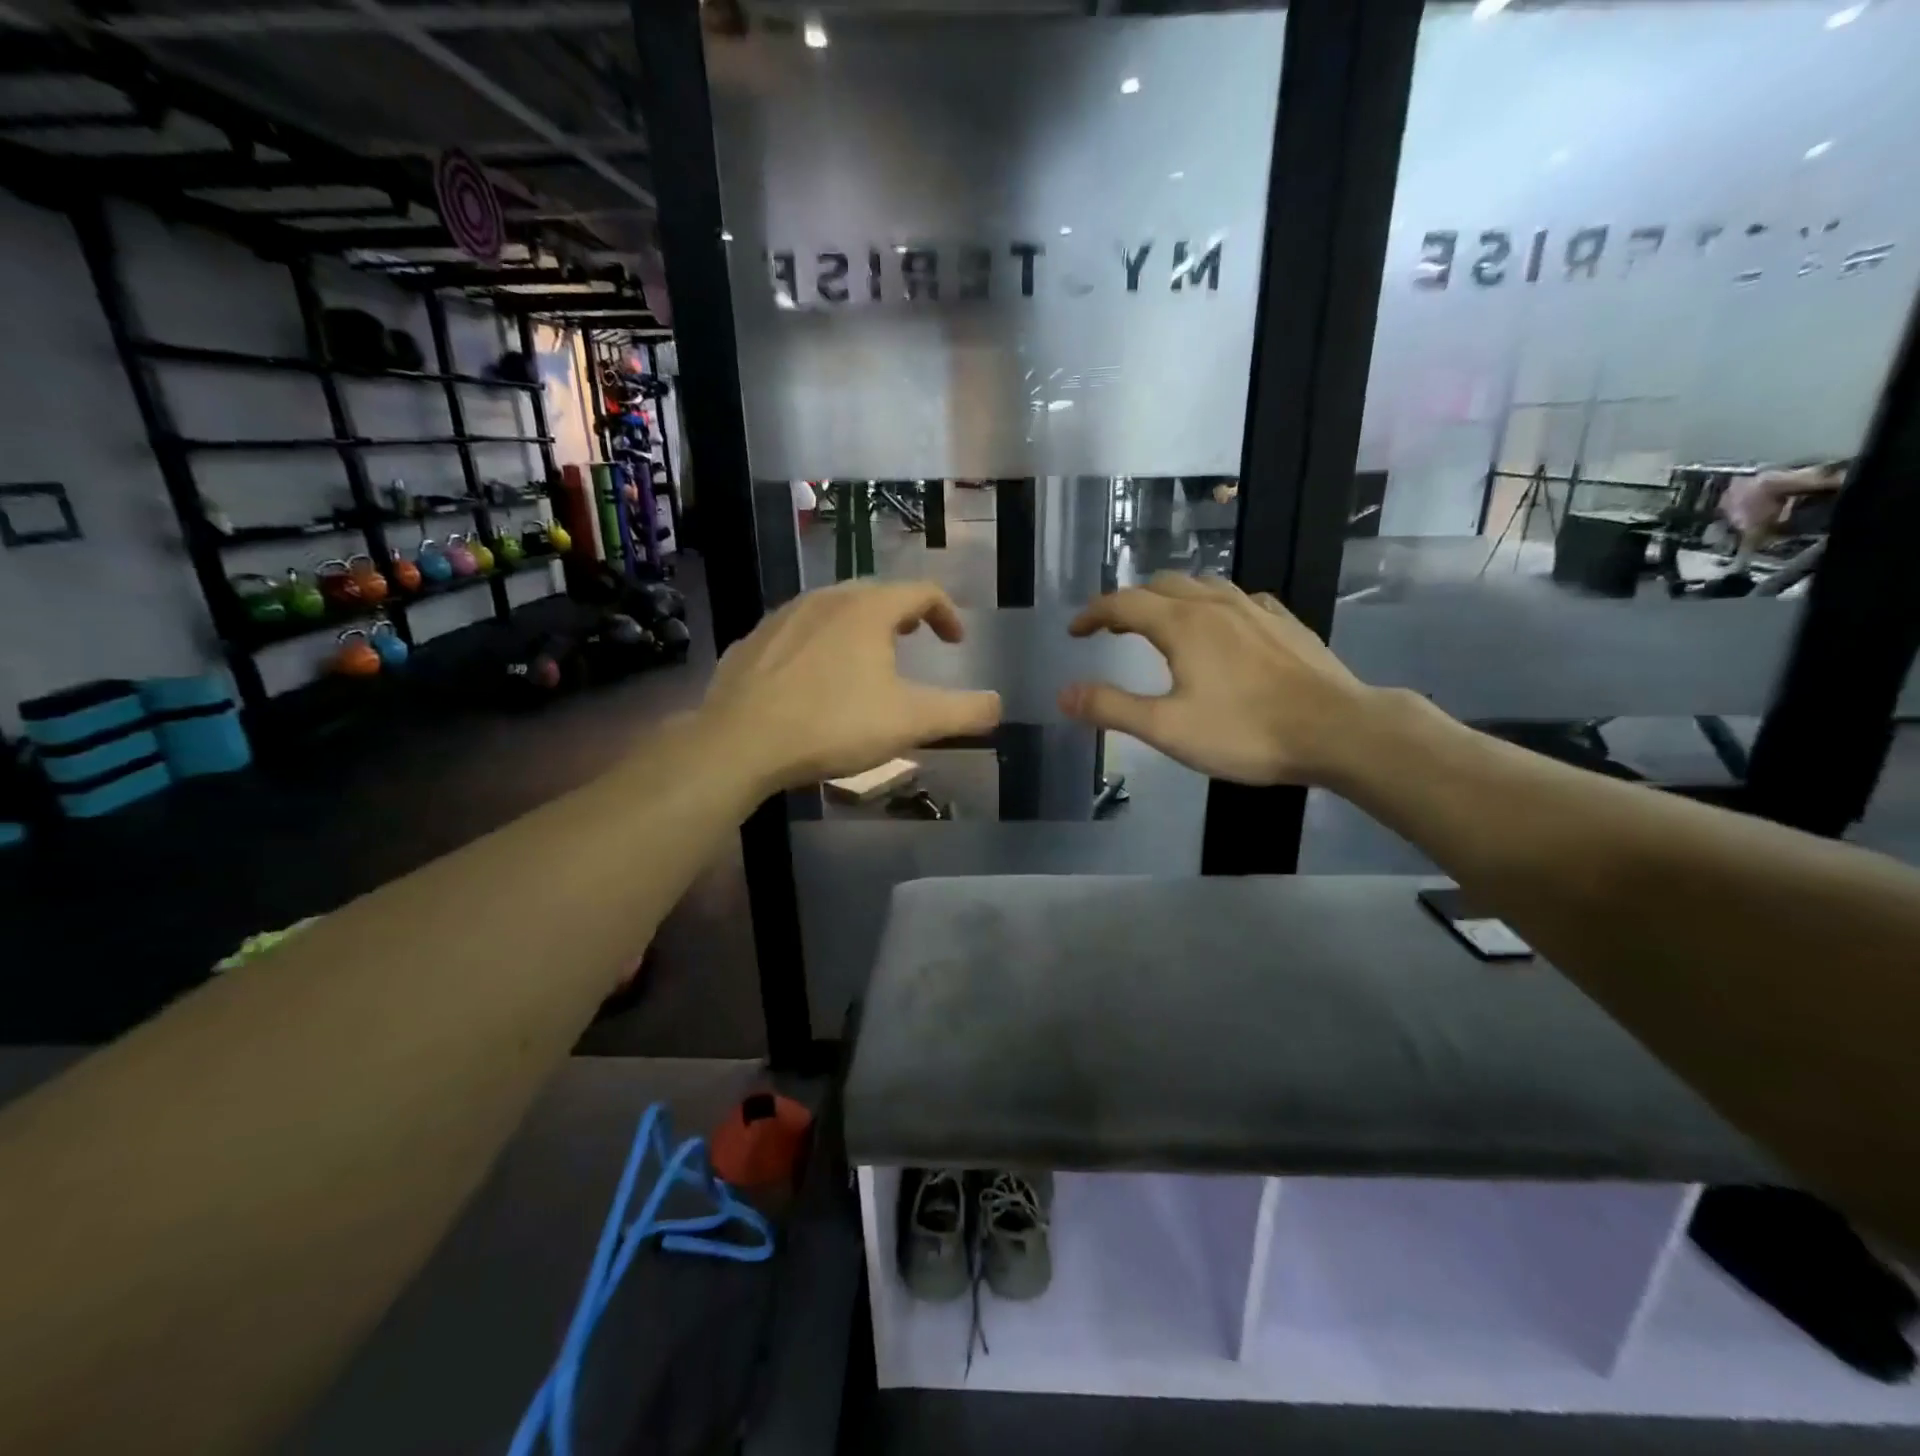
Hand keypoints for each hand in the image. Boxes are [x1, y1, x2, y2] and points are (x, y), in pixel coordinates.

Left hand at [702, 581, 1002, 793]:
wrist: (740, 742)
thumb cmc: (833, 724)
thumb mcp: (910, 722)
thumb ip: (963, 712)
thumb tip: (998, 705)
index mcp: (868, 609)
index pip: (921, 592)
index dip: (946, 613)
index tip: (955, 641)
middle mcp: (825, 599)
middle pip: (875, 595)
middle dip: (902, 616)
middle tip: (913, 642)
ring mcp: (782, 617)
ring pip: (832, 611)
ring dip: (858, 629)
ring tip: (865, 661)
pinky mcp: (752, 642)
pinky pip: (797, 633)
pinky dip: (819, 646)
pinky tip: (813, 680)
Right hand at [1059, 573, 1375, 785]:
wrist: (1338, 730)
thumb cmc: (1245, 732)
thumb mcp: (1167, 728)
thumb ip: (1112, 708)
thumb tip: (1064, 693)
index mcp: (1182, 624)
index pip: (1123, 603)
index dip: (1093, 614)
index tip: (1075, 631)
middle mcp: (1216, 604)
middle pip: (1161, 586)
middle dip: (1130, 602)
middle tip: (1112, 628)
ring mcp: (1256, 609)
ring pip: (1202, 585)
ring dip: (1171, 598)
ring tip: (1161, 620)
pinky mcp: (1286, 623)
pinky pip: (1238, 599)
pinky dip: (1213, 605)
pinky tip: (1223, 625)